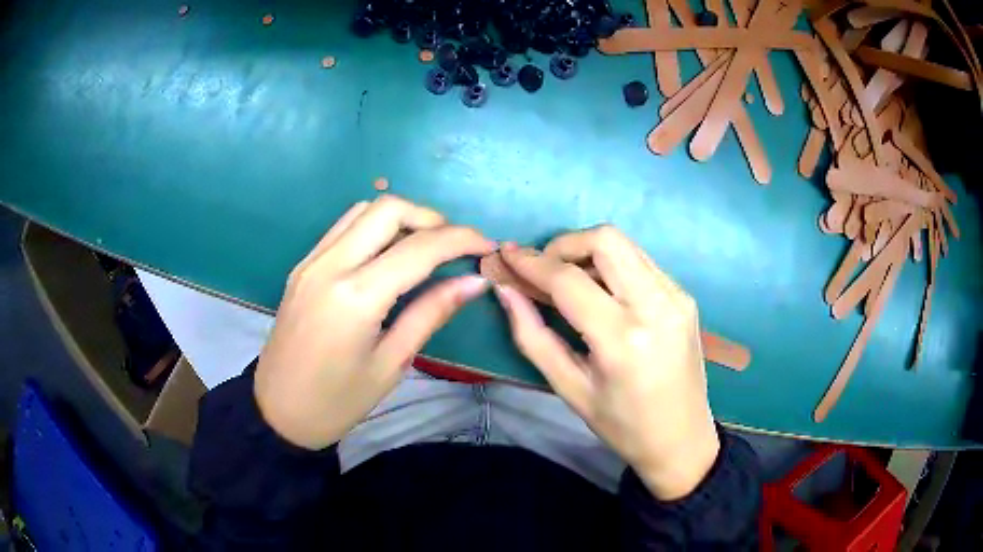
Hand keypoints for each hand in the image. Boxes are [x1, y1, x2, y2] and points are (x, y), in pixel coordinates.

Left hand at [254, 195, 495, 449]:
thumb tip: (474, 281)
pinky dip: (374, 228)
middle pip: (388, 208)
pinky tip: (388, 254)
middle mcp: (330, 265)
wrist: (279, 411)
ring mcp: (312, 261)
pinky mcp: (303, 265)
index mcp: (356, 297)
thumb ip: (431, 313)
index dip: (461, 239)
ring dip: (401, 218)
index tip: (487, 246)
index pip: (419, 248)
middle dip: (430, 218)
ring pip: (363, 210)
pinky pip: (343, 228)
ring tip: (424, 248)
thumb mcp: (392, 363)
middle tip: (453, 246)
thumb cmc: (338, 401)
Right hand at [494, 227, 718, 499]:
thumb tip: (505, 290)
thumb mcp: (569, 389)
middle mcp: (656, 306)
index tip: (507, 256)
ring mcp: (677, 297)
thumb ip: (532, 336)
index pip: (569, 280)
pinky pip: (641, 262)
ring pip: (624, 245)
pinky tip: (601, 294)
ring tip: (567, 283)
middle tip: (543, 271)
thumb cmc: (622, 425)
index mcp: (622, 339)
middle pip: (604, 240)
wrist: (682, 439)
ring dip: (588, 253)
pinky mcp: (685, 297)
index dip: (532, 263)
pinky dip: (612, 266)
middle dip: (564, 245)